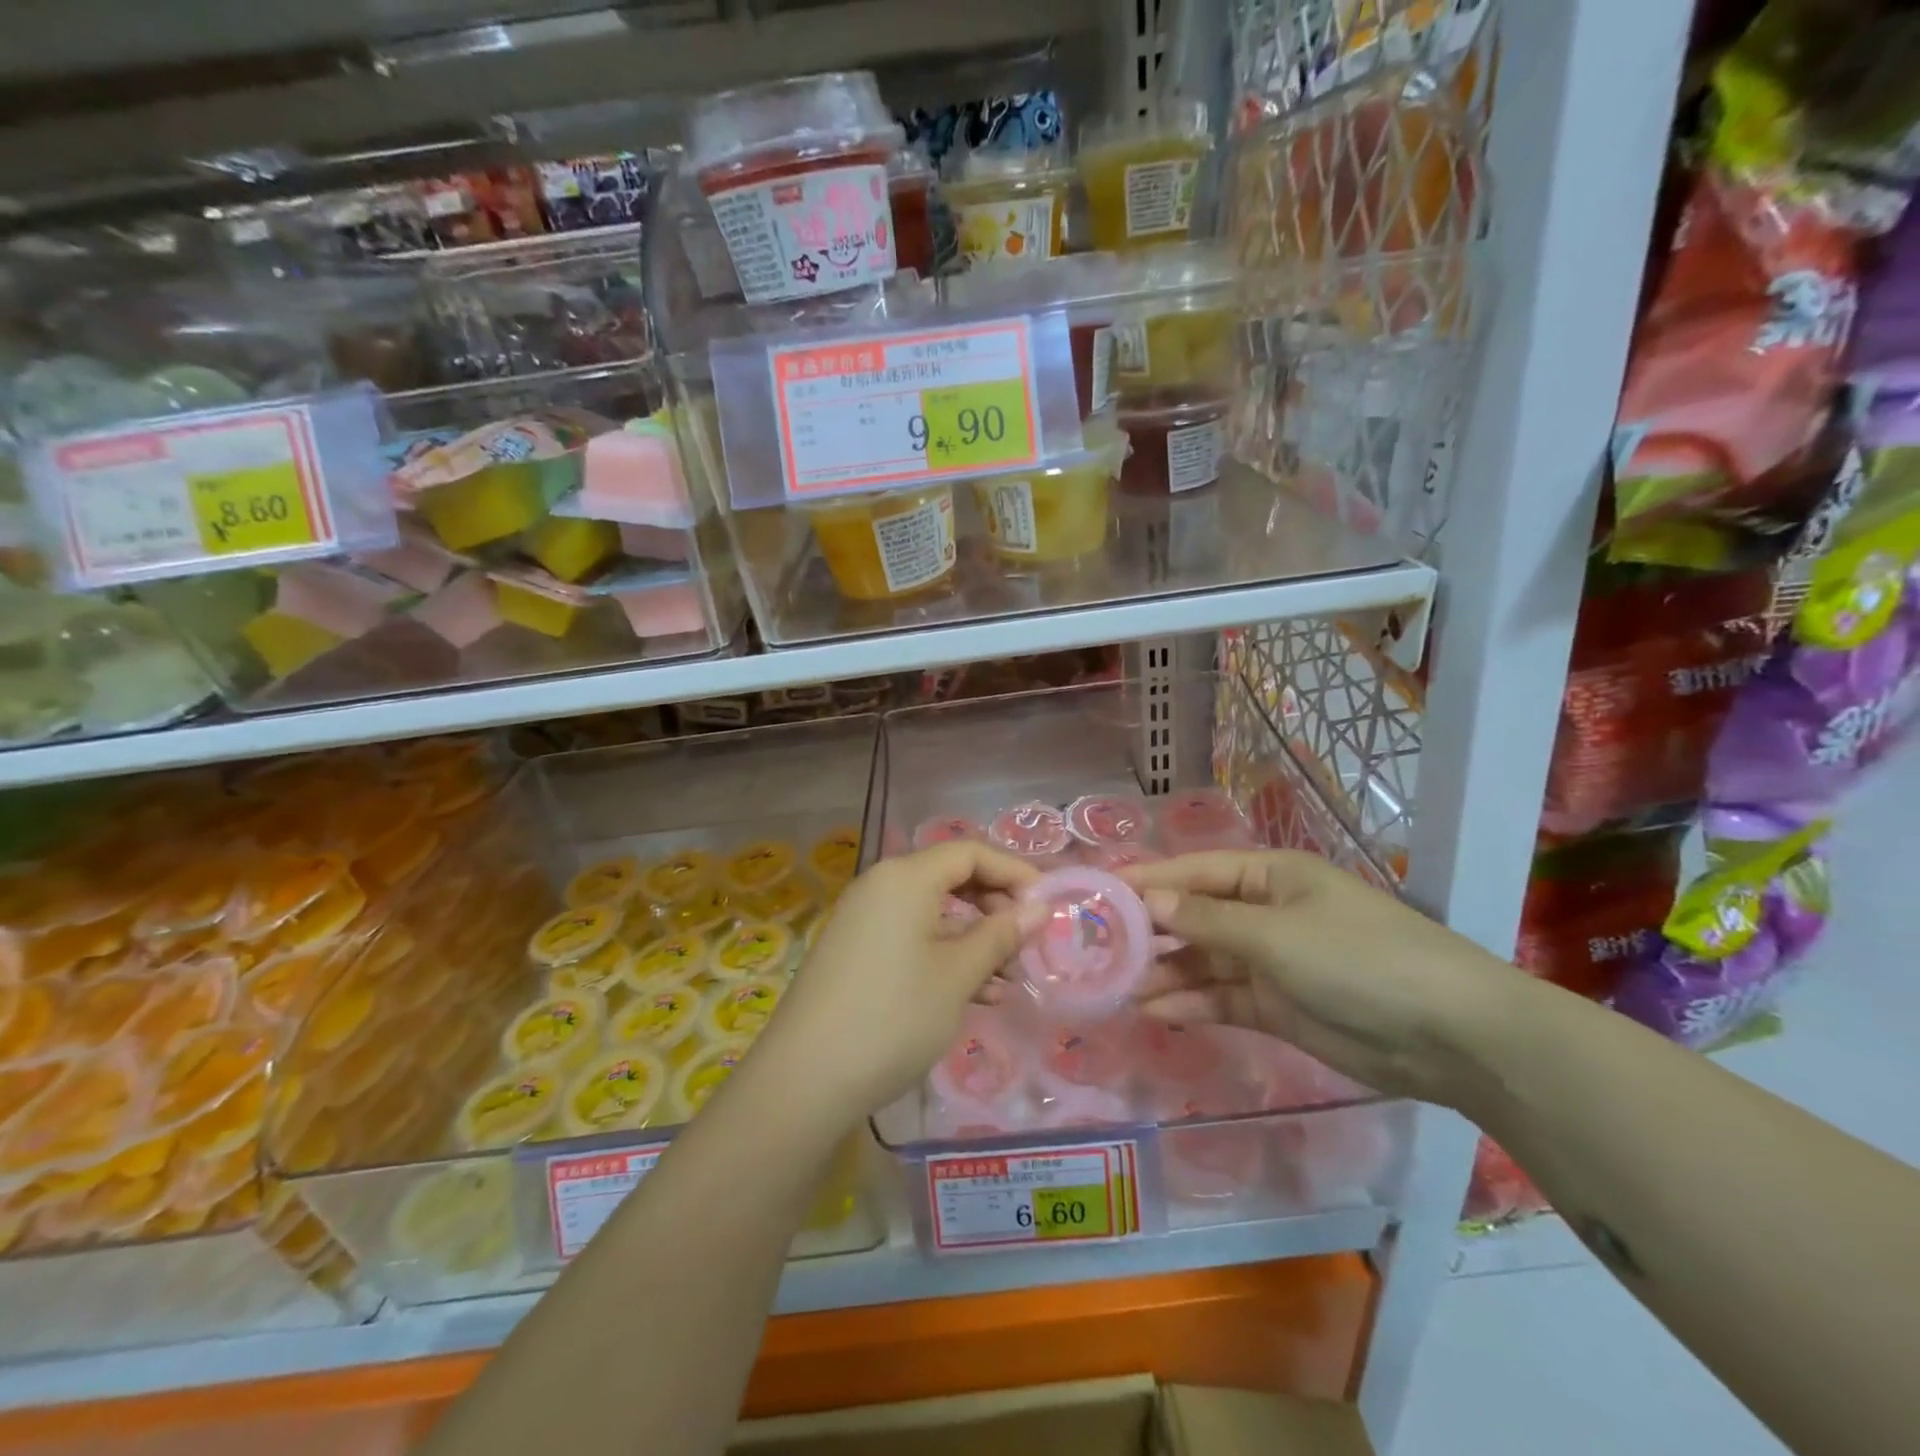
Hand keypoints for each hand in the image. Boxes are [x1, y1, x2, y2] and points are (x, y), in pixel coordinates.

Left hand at [754, 842, 1043, 1124]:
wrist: (805, 1080)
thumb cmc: (893, 1016)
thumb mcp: (958, 975)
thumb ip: (1000, 935)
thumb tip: (1038, 908)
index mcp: (905, 877)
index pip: (969, 853)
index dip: (1013, 873)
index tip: (1046, 906)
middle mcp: (881, 886)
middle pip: (950, 878)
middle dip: (994, 908)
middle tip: (1025, 945)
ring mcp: (864, 920)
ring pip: (933, 914)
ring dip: (974, 941)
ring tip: (1007, 982)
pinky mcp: (855, 953)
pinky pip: (911, 939)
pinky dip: (945, 957)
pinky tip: (975, 996)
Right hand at [1121, 850, 1530, 1106]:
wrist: (1449, 1035)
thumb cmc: (1359, 958)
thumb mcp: (1276, 934)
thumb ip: (1206, 922)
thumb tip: (1147, 902)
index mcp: (1270, 876)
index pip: (1194, 872)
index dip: (1147, 881)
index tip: (1097, 893)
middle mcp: (1265, 913)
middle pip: (1194, 917)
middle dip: (1149, 931)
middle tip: (1095, 947)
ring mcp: (1271, 962)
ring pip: (1202, 961)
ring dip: (1164, 972)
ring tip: (1114, 986)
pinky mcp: (1277, 1006)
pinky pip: (1221, 998)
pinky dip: (1190, 1003)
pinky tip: (1153, 1010)